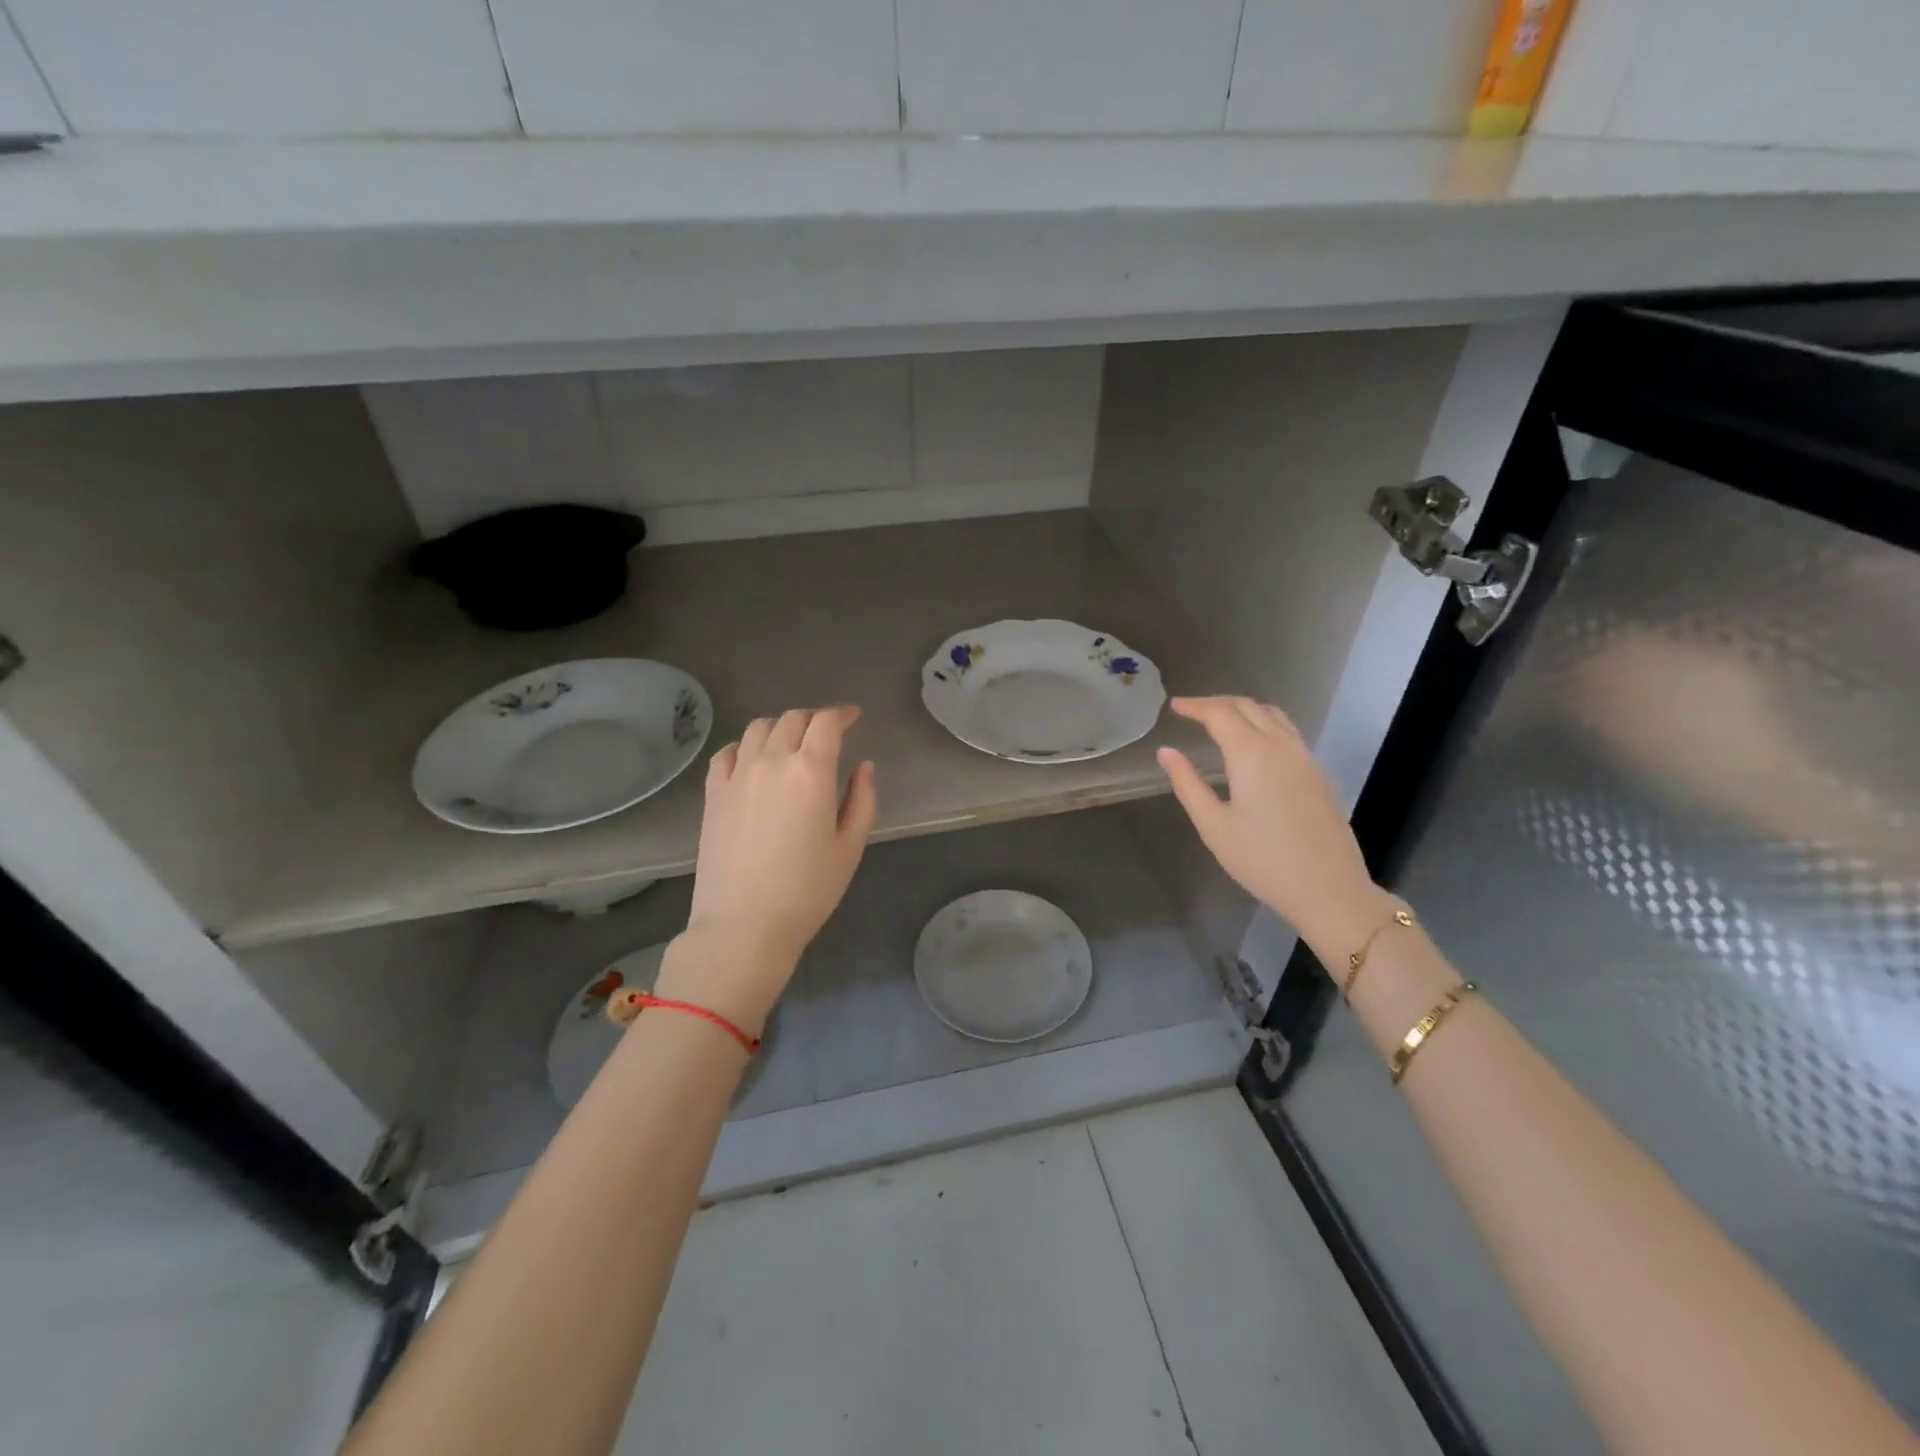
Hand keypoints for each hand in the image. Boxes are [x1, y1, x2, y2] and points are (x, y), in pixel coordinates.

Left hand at [656, 706, 877, 1034]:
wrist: (744, 925)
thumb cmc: (807, 890)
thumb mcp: (850, 847)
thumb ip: (862, 799)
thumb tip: (864, 766)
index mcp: (811, 771)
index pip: (826, 723)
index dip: (842, 714)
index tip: (853, 717)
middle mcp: (772, 761)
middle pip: (792, 719)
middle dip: (814, 719)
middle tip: (827, 732)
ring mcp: (737, 775)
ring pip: (758, 728)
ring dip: (780, 727)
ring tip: (791, 743)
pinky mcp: (713, 793)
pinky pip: (727, 753)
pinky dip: (744, 747)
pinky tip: (752, 760)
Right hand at [1157, 696, 1390, 961]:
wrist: (1329, 890)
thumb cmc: (1263, 861)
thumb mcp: (1214, 826)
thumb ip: (1188, 784)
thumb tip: (1167, 752)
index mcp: (1252, 755)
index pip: (1220, 714)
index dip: (1195, 706)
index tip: (1175, 707)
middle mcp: (1282, 746)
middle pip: (1248, 707)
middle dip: (1217, 703)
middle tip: (1191, 711)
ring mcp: (1305, 758)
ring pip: (1273, 715)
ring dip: (1243, 710)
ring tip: (1220, 721)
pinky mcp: (1318, 773)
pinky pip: (1288, 732)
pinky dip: (1263, 724)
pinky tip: (1252, 745)